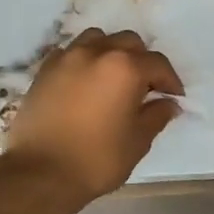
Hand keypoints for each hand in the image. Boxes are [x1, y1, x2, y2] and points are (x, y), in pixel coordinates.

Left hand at [5, 30, 182, 202]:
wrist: (39, 173)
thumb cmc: (96, 159)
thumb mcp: (137, 141)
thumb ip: (156, 116)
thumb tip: (168, 103)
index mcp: (125, 68)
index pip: (157, 64)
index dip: (170, 81)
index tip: (174, 98)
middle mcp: (97, 53)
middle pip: (128, 42)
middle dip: (142, 61)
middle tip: (145, 88)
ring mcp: (67, 58)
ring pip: (97, 39)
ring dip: (111, 53)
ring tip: (113, 78)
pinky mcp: (44, 70)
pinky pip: (70, 53)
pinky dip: (83, 60)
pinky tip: (85, 83)